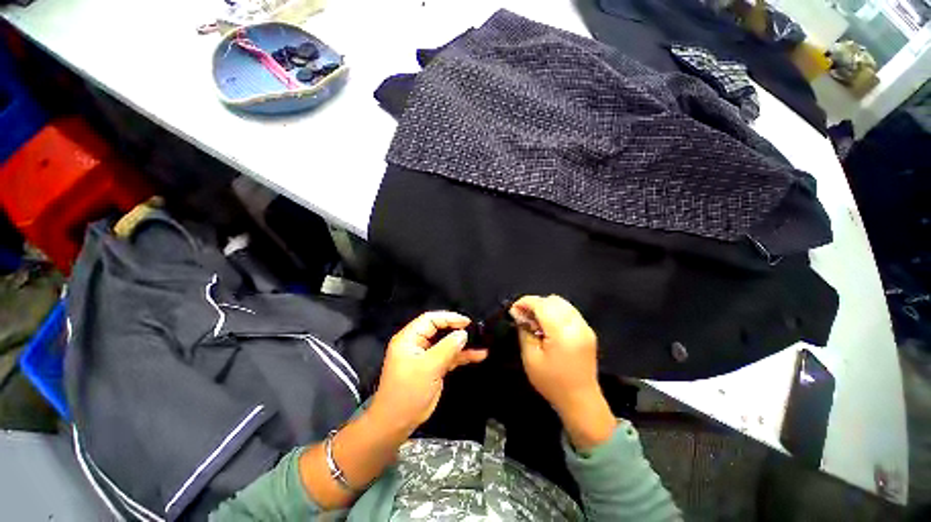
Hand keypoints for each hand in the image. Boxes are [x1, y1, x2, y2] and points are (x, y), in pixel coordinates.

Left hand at [369, 311, 487, 434]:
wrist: (397, 423)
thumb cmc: (408, 392)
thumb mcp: (429, 367)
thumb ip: (447, 348)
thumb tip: (463, 334)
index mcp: (409, 338)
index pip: (430, 320)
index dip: (448, 318)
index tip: (466, 322)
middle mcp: (416, 344)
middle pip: (439, 330)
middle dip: (457, 330)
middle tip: (475, 331)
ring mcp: (425, 356)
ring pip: (446, 344)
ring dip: (462, 345)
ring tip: (481, 343)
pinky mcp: (432, 368)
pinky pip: (448, 357)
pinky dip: (461, 356)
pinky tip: (478, 356)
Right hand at [510, 295, 615, 449]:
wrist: (581, 400)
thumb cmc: (552, 382)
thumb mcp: (531, 358)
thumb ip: (524, 332)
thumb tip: (519, 314)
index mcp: (562, 333)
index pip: (542, 304)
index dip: (525, 302)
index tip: (513, 309)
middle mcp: (576, 325)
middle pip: (553, 300)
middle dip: (535, 303)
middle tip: (524, 316)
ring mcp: (585, 327)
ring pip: (562, 303)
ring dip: (546, 306)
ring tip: (535, 320)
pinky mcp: (588, 331)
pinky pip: (569, 311)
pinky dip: (556, 311)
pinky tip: (548, 325)